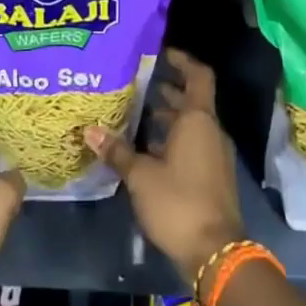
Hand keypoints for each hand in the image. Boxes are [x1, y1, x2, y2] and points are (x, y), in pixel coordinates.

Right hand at [84, 48, 243, 286]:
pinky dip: (170, 140)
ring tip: (132, 114)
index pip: (198, 76)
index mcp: (198, 120)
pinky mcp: (210, 177)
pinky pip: (191, 146)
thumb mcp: (141, 175)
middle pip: (191, 100)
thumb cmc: (178, 202)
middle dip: (165, 90)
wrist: (215, 252)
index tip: (160, 53)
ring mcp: (213, 155)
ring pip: (189, 125)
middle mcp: (210, 131)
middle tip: (134, 83)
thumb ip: (117, 151)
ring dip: (166, 118)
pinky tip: (144, 149)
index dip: (182, 60)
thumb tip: (90, 130)